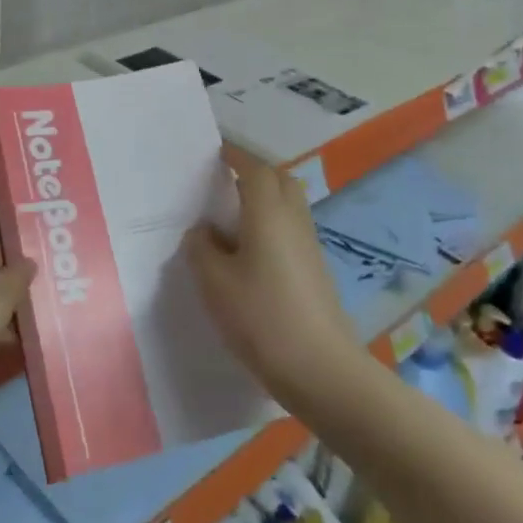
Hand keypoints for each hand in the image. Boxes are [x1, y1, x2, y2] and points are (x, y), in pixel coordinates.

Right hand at [184, 148, 364, 410]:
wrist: (321, 369)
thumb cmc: (262, 318)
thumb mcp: (214, 283)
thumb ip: (201, 249)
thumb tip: (203, 231)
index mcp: (268, 213)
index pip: (254, 169)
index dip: (235, 156)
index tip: (214, 152)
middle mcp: (293, 220)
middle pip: (279, 181)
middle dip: (253, 174)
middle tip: (223, 183)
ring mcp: (309, 246)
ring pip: (288, 206)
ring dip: (264, 201)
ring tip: (230, 218)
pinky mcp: (315, 270)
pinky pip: (290, 231)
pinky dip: (270, 226)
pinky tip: (248, 253)